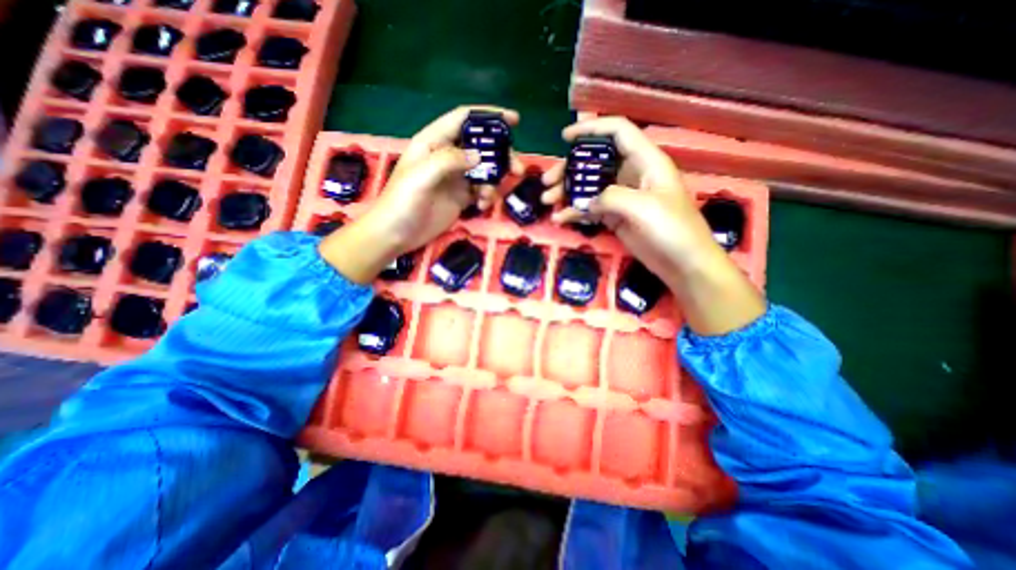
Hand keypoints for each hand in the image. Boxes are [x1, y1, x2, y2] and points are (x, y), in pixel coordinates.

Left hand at [319, 104, 523, 283]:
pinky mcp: (460, 197)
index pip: (464, 119)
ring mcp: (455, 178)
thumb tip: (479, 157)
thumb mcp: (421, 176)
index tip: (514, 121)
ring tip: (491, 196)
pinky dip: (487, 196)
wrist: (396, 234)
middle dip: (500, 155)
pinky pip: (481, 190)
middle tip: (517, 168)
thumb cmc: (402, 202)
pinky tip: (482, 206)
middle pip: (480, 146)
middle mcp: (447, 156)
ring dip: (495, 180)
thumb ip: (449, 161)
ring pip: (484, 170)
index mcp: (434, 142)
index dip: (488, 116)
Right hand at [538, 119, 760, 335]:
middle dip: (569, 168)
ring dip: (567, 191)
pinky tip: (560, 219)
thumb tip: (588, 202)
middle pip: (596, 161)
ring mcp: (622, 198)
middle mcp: (632, 175)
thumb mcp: (643, 207)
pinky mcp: (616, 217)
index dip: (591, 129)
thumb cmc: (672, 230)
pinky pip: (591, 209)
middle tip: (547, 181)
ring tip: (548, 201)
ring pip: (589, 186)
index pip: (618, 132)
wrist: (683, 264)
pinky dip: (575, 213)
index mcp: (645, 161)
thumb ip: (612, 197)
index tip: (565, 137)